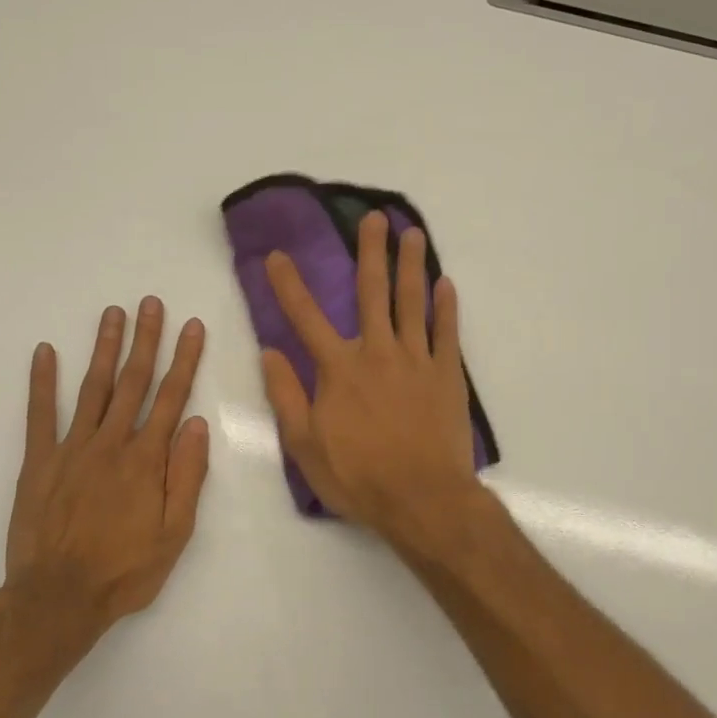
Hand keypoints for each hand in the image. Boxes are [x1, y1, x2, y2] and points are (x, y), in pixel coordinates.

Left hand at [1, 299, 208, 654]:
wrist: (57, 599)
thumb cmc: (125, 570)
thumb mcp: (175, 533)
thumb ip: (187, 475)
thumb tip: (196, 423)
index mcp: (147, 459)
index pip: (171, 397)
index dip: (184, 359)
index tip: (192, 326)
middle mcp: (111, 443)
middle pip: (133, 381)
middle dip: (146, 339)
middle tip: (151, 303)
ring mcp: (72, 448)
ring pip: (93, 388)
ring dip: (105, 348)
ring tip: (113, 313)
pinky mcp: (39, 461)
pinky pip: (40, 415)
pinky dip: (41, 382)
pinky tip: (44, 351)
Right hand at [261, 211, 479, 549]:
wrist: (423, 499)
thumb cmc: (359, 477)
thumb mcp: (305, 445)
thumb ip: (287, 395)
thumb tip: (269, 352)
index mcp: (339, 369)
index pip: (306, 317)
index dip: (289, 285)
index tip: (277, 255)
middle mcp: (377, 352)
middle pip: (372, 292)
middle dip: (370, 252)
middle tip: (373, 218)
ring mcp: (416, 359)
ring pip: (412, 301)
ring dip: (410, 264)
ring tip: (412, 233)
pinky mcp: (446, 374)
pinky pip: (447, 331)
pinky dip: (446, 306)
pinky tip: (445, 283)